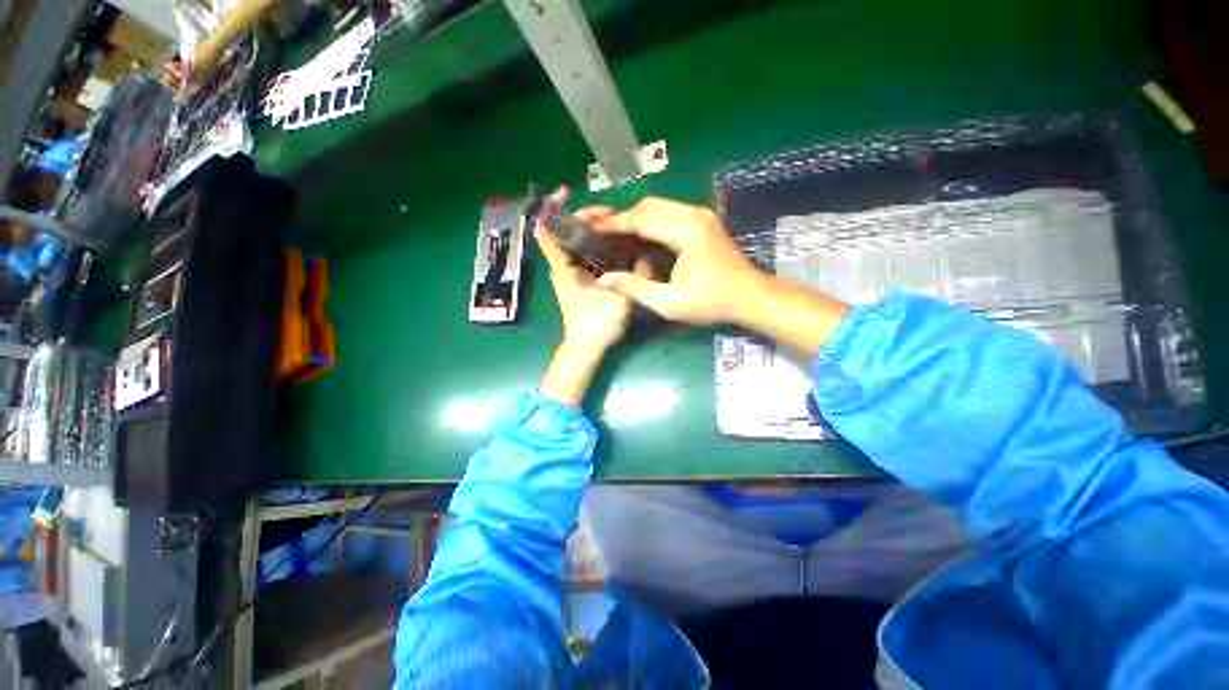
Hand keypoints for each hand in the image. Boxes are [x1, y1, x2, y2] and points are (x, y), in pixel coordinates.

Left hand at [536, 190, 650, 352]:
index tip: (566, 193)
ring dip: (594, 227)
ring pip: (576, 238)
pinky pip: (585, 250)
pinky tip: (617, 240)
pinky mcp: (578, 275)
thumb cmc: (596, 328)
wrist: (585, 346)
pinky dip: (598, 240)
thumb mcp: (619, 305)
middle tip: (612, 214)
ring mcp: (570, 269)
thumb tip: (648, 256)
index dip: (552, 209)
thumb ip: (633, 281)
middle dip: (586, 215)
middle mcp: (563, 265)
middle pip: (566, 229)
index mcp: (565, 269)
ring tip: (618, 224)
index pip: (547, 232)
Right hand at [590, 197, 766, 325]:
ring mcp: (701, 215)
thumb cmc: (711, 301)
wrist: (750, 297)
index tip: (593, 228)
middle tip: (604, 233)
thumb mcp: (669, 302)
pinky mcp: (705, 221)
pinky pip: (671, 213)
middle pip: (650, 206)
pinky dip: (653, 222)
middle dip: (625, 219)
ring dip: (638, 219)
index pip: (641, 220)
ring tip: (620, 236)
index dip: (615, 224)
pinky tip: (643, 238)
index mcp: (685, 231)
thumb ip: (635, 288)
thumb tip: (605, 279)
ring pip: (660, 207)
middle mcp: (693, 214)